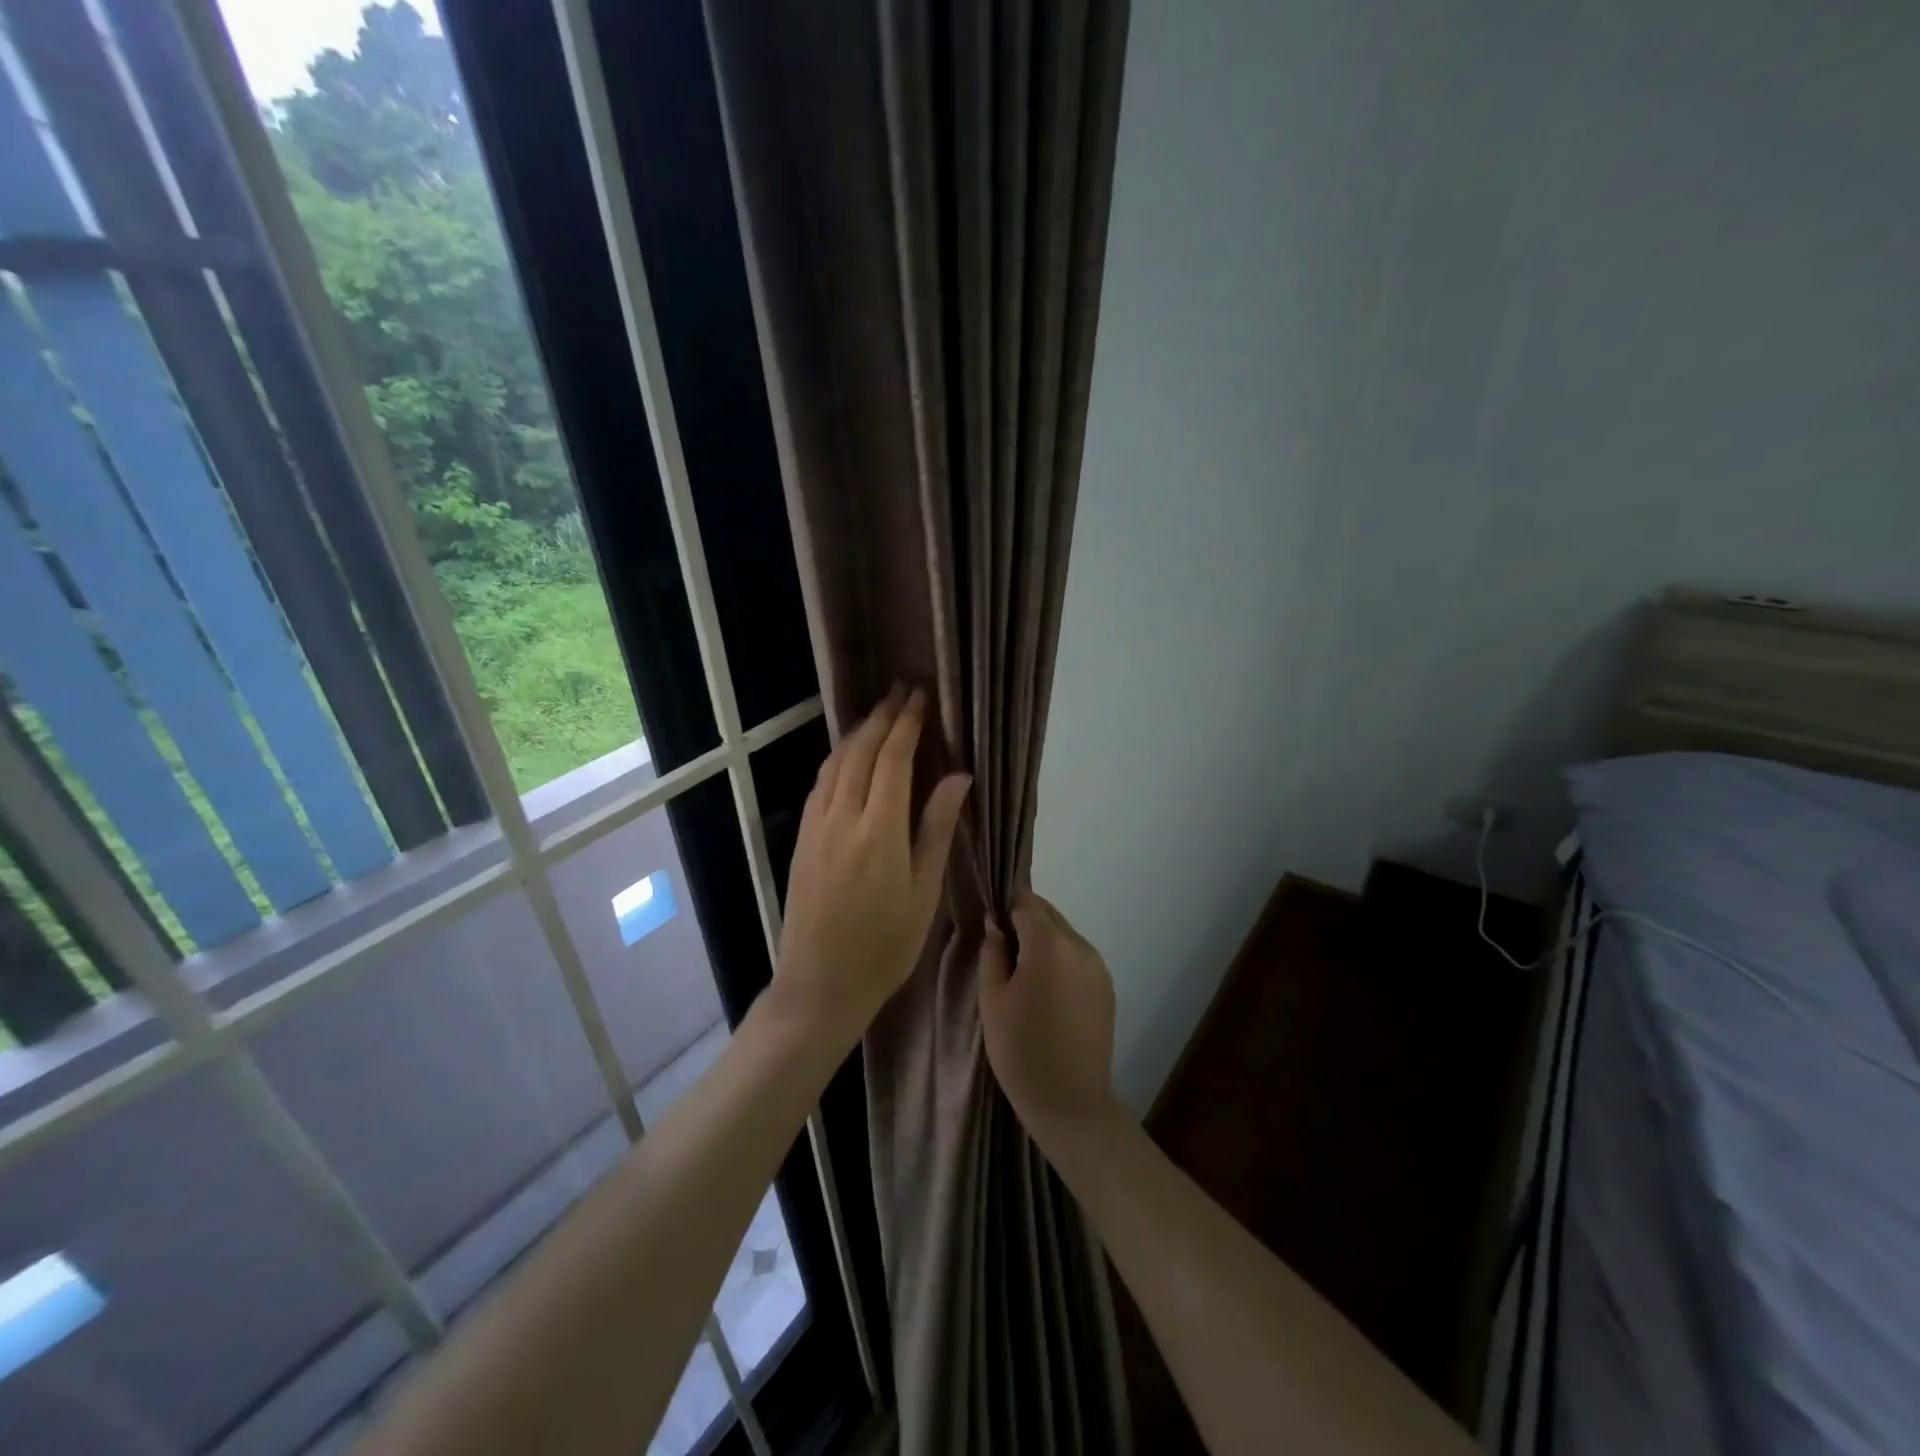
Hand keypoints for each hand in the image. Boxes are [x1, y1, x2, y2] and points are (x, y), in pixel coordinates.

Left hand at [773, 687, 970, 1046]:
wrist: (819, 983)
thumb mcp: (924, 892)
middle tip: (901, 691)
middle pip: (860, 751)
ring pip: (835, 763)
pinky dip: (837, 758)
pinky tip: (848, 756)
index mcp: (879, 830)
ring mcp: (815, 826)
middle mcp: (842, 817)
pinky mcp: (801, 838)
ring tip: (878, 714)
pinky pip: (820, 783)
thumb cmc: (884, 945)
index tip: (920, 697)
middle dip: (882, 717)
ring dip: (857, 733)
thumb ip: (938, 828)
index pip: (893, 759)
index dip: (907, 724)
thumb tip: (958, 776)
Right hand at [979, 890, 1125, 1145]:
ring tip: (1023, 970)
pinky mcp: (1107, 986)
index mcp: (1048, 944)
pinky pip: (1079, 956)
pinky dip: (1061, 958)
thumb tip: (995, 924)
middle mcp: (1079, 946)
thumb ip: (992, 952)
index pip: (1026, 903)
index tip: (990, 917)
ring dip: (1044, 939)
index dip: (1006, 905)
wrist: (1070, 1102)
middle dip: (1025, 919)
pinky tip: (1047, 988)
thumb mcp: (992, 1000)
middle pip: (1049, 915)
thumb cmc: (1020, 1050)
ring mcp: (1098, 966)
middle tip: (1001, 945)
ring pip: (1065, 934)